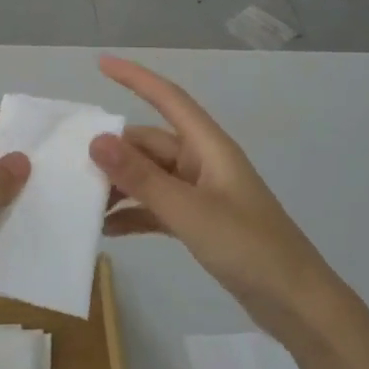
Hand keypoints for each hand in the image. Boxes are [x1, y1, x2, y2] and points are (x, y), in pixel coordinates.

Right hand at [90, 57, 352, 348]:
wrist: (298, 305)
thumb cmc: (249, 248)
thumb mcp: (189, 212)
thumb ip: (141, 178)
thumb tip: (96, 140)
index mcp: (209, 148)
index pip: (169, 98)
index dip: (135, 78)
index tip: (100, 63)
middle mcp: (202, 163)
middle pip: (149, 143)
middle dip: (112, 151)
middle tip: (71, 166)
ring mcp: (200, 193)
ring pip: (148, 176)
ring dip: (119, 185)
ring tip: (83, 201)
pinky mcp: (198, 222)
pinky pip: (155, 207)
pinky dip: (133, 214)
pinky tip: (106, 229)